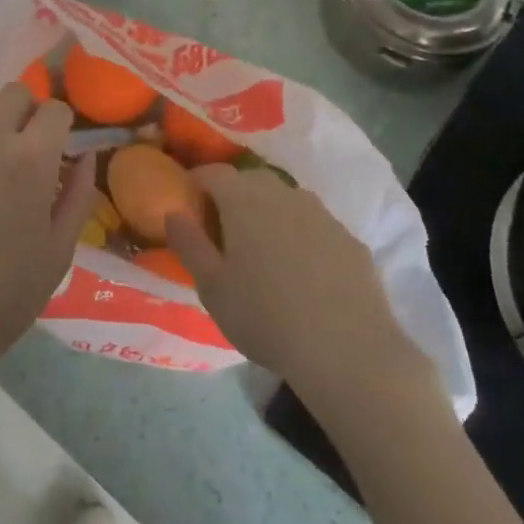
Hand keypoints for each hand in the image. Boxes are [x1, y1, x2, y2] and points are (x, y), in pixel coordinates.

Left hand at [0, 84, 95, 386]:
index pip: (55, 110)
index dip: (62, 124)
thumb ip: (78, 197)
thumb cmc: (2, 296)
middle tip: (26, 145)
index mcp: (32, 160)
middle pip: (15, 93)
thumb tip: (85, 156)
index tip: (59, 146)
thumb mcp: (58, 252)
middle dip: (29, 112)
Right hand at [167, 166, 435, 402]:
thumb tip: (173, 211)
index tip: (189, 206)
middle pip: (250, 181)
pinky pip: (315, 227)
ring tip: (264, 253)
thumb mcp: (211, 287)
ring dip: (270, 215)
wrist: (348, 351)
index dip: (196, 184)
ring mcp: (322, 214)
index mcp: (243, 199)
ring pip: (286, 201)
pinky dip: (302, 237)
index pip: (213, 172)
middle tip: (224, 232)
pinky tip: (303, 274)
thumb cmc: (265, 316)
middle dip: (233, 197)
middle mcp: (283, 194)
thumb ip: (188, 243)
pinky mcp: (350, 239)